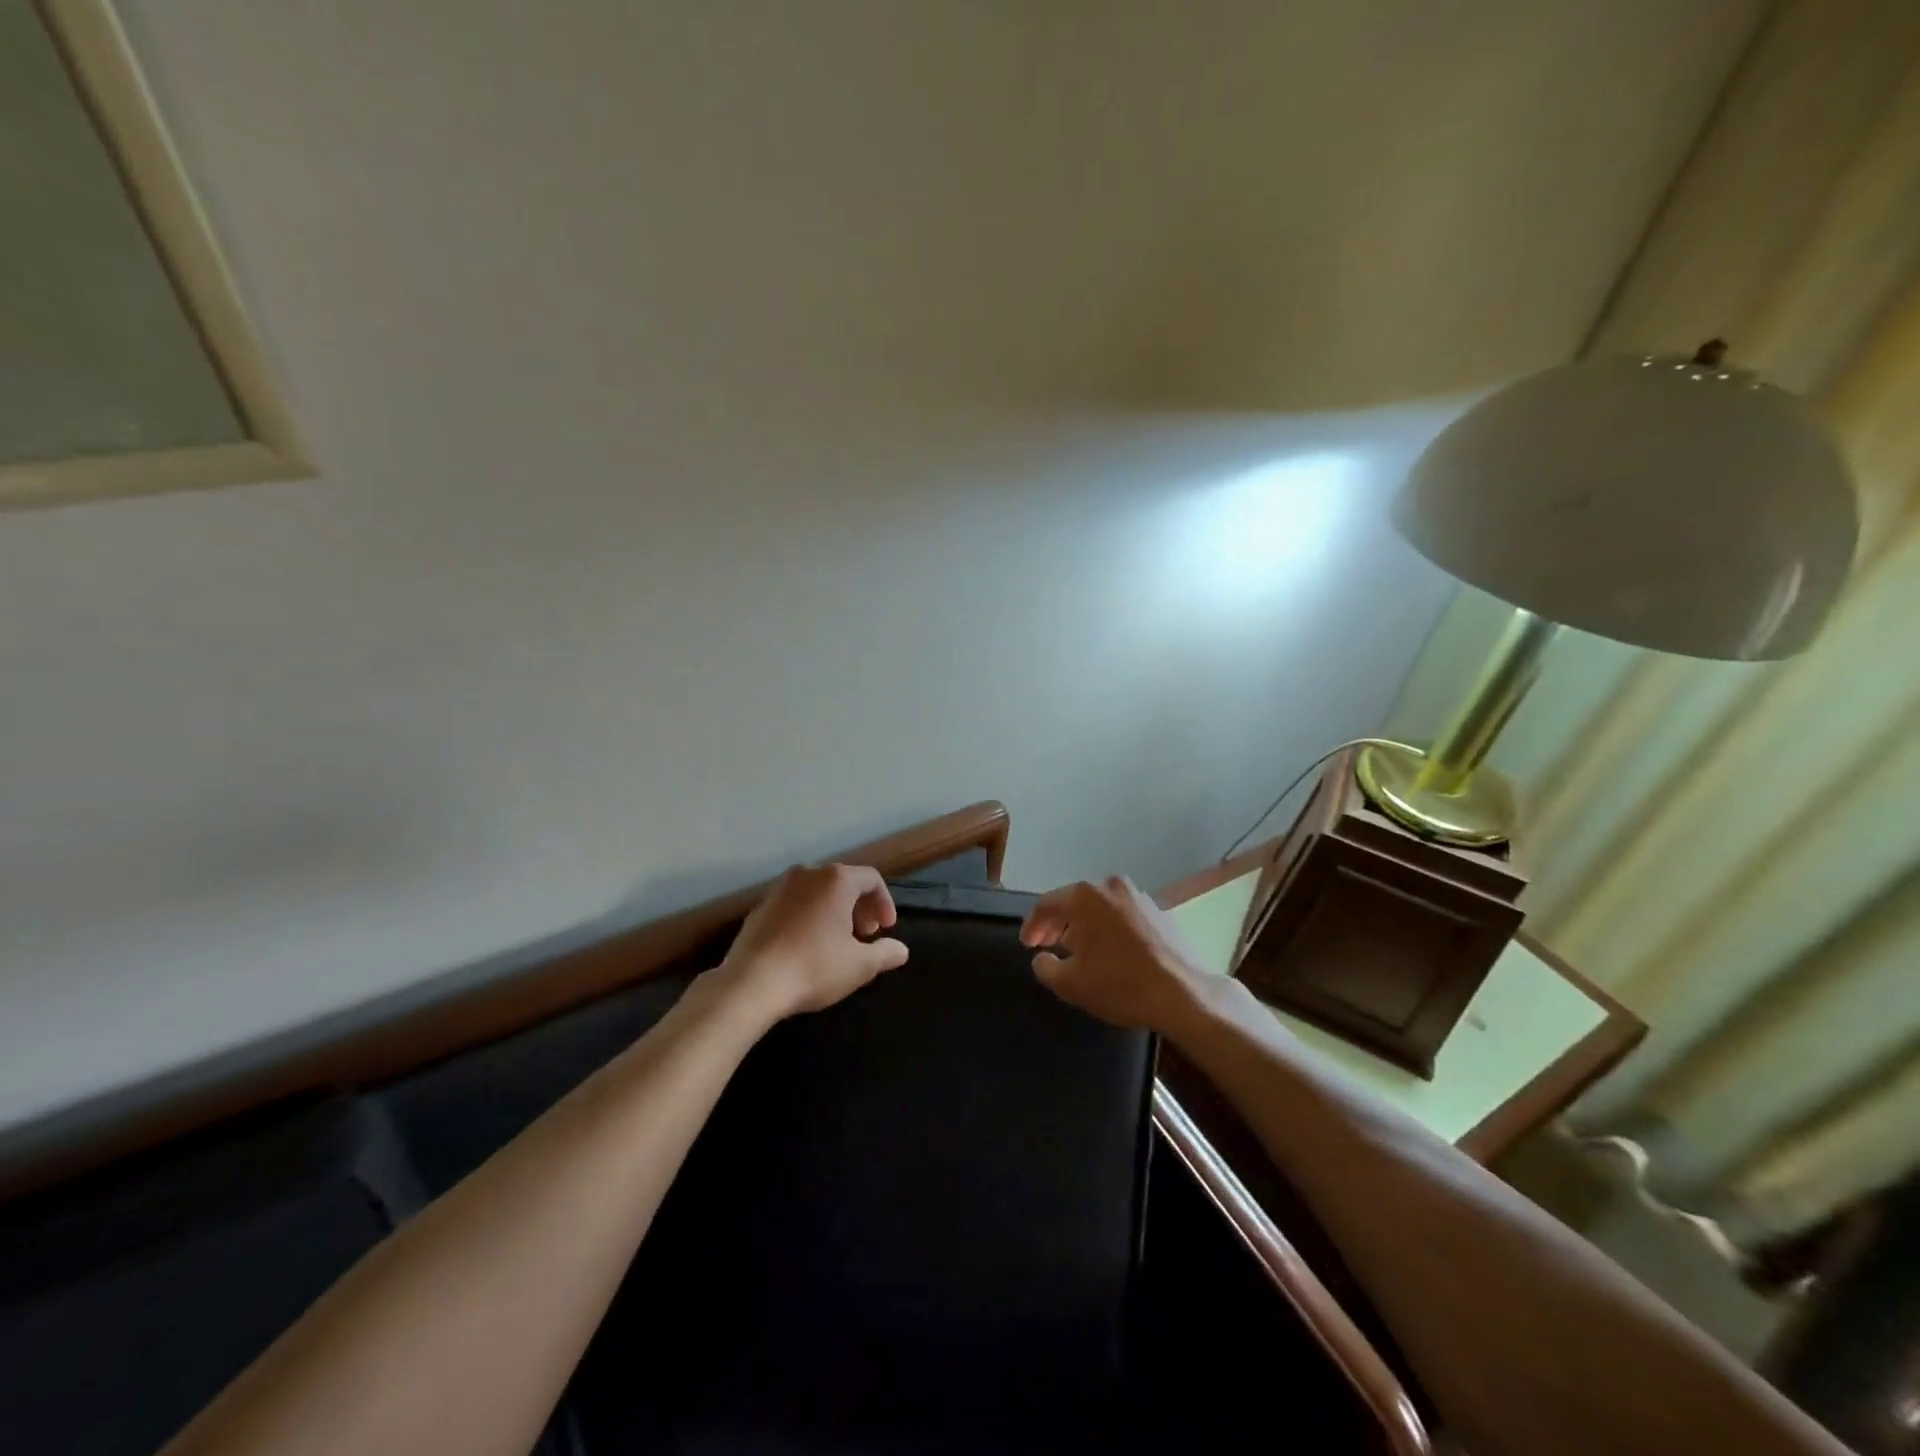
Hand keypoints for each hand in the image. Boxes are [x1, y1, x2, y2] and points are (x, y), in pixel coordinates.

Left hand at [714, 863, 909, 1023]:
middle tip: (866, 935)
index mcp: (836, 880)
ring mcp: (780, 888)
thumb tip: (901, 950)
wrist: (750, 983)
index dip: (884, 903)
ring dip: (835, 911)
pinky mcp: (760, 906)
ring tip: (838, 941)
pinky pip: (795, 903)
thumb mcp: (859, 966)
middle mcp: (808, 873)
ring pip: (818, 891)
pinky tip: (807, 946)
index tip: (886, 930)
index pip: (871, 879)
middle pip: (844, 882)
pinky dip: (809, 916)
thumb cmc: (813, 968)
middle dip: (860, 907)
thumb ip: (885, 954)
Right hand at [1020, 875, 1210, 1031]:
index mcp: (1084, 896)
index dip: (1032, 925)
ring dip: (1083, 924)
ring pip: (1099, 906)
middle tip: (1046, 945)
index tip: (1027, 944)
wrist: (1184, 993)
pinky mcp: (1158, 909)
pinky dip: (1108, 927)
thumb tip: (1042, 957)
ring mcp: (1137, 895)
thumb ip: (1045, 966)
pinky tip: (1109, 950)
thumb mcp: (1070, 984)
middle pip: (1073, 901)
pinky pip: (1121, 913)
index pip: (1046, 904)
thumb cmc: (1121, 985)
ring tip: (1076, 949)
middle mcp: (1110, 886)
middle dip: (1057, 924)